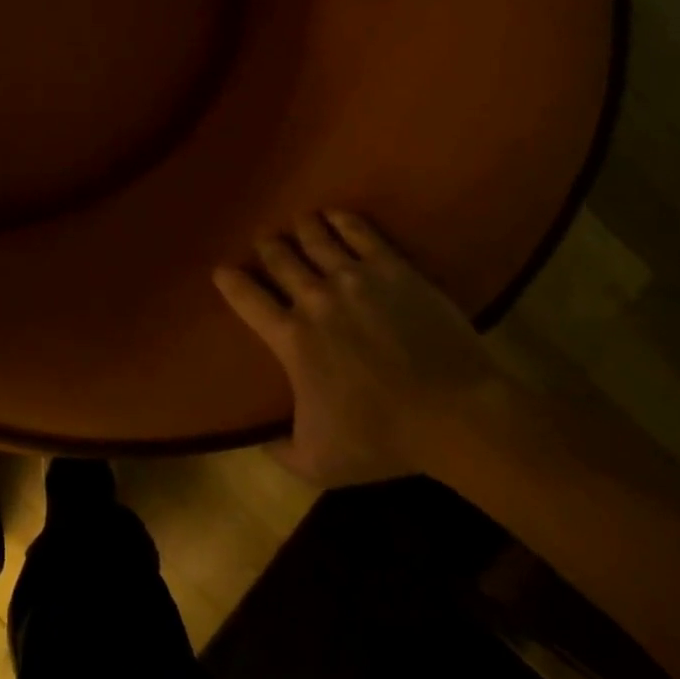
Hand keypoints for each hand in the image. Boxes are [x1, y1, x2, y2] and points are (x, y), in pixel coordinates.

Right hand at [214, 211, 508, 487]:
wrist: (456, 416)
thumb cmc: (384, 440)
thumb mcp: (318, 463)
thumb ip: (279, 450)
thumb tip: (256, 439)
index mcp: (291, 338)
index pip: (245, 296)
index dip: (228, 280)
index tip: (222, 271)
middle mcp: (314, 298)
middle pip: (278, 257)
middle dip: (267, 247)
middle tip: (266, 244)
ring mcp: (353, 278)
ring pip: (313, 237)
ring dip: (301, 228)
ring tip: (299, 224)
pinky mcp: (391, 268)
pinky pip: (358, 231)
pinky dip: (341, 220)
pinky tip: (335, 216)